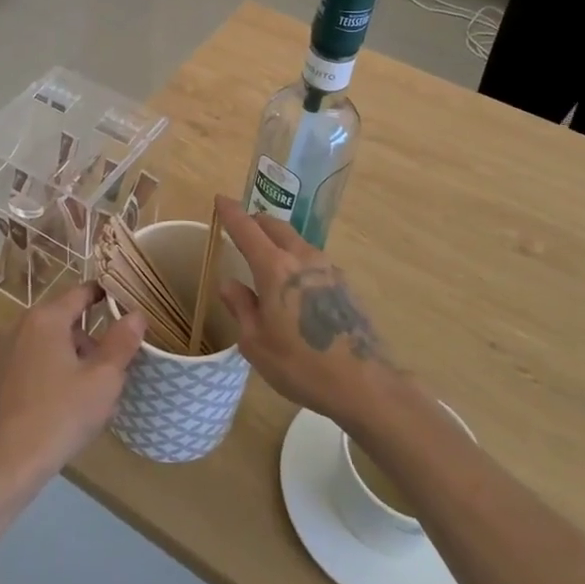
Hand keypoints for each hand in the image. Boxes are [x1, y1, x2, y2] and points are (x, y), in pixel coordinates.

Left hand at [0, 283, 143, 491]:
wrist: (6, 465)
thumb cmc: (60, 416)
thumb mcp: (103, 380)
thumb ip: (122, 342)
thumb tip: (136, 314)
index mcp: (46, 318)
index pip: (82, 292)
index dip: (106, 295)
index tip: (127, 306)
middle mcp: (20, 325)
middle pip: (65, 318)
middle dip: (91, 337)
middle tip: (113, 366)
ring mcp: (5, 351)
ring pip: (49, 341)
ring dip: (72, 356)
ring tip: (92, 391)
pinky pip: (34, 360)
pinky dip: (52, 370)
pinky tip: (64, 403)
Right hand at [213, 196, 396, 424]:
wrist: (364, 384)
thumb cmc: (300, 365)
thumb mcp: (256, 343)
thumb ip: (241, 307)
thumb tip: (229, 283)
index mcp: (274, 267)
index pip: (246, 228)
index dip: (231, 212)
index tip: (220, 199)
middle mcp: (302, 258)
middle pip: (275, 226)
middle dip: (256, 222)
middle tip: (242, 231)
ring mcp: (328, 268)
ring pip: (296, 241)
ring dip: (278, 241)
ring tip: (266, 258)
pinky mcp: (344, 284)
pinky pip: (312, 260)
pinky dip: (296, 260)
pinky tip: (294, 284)